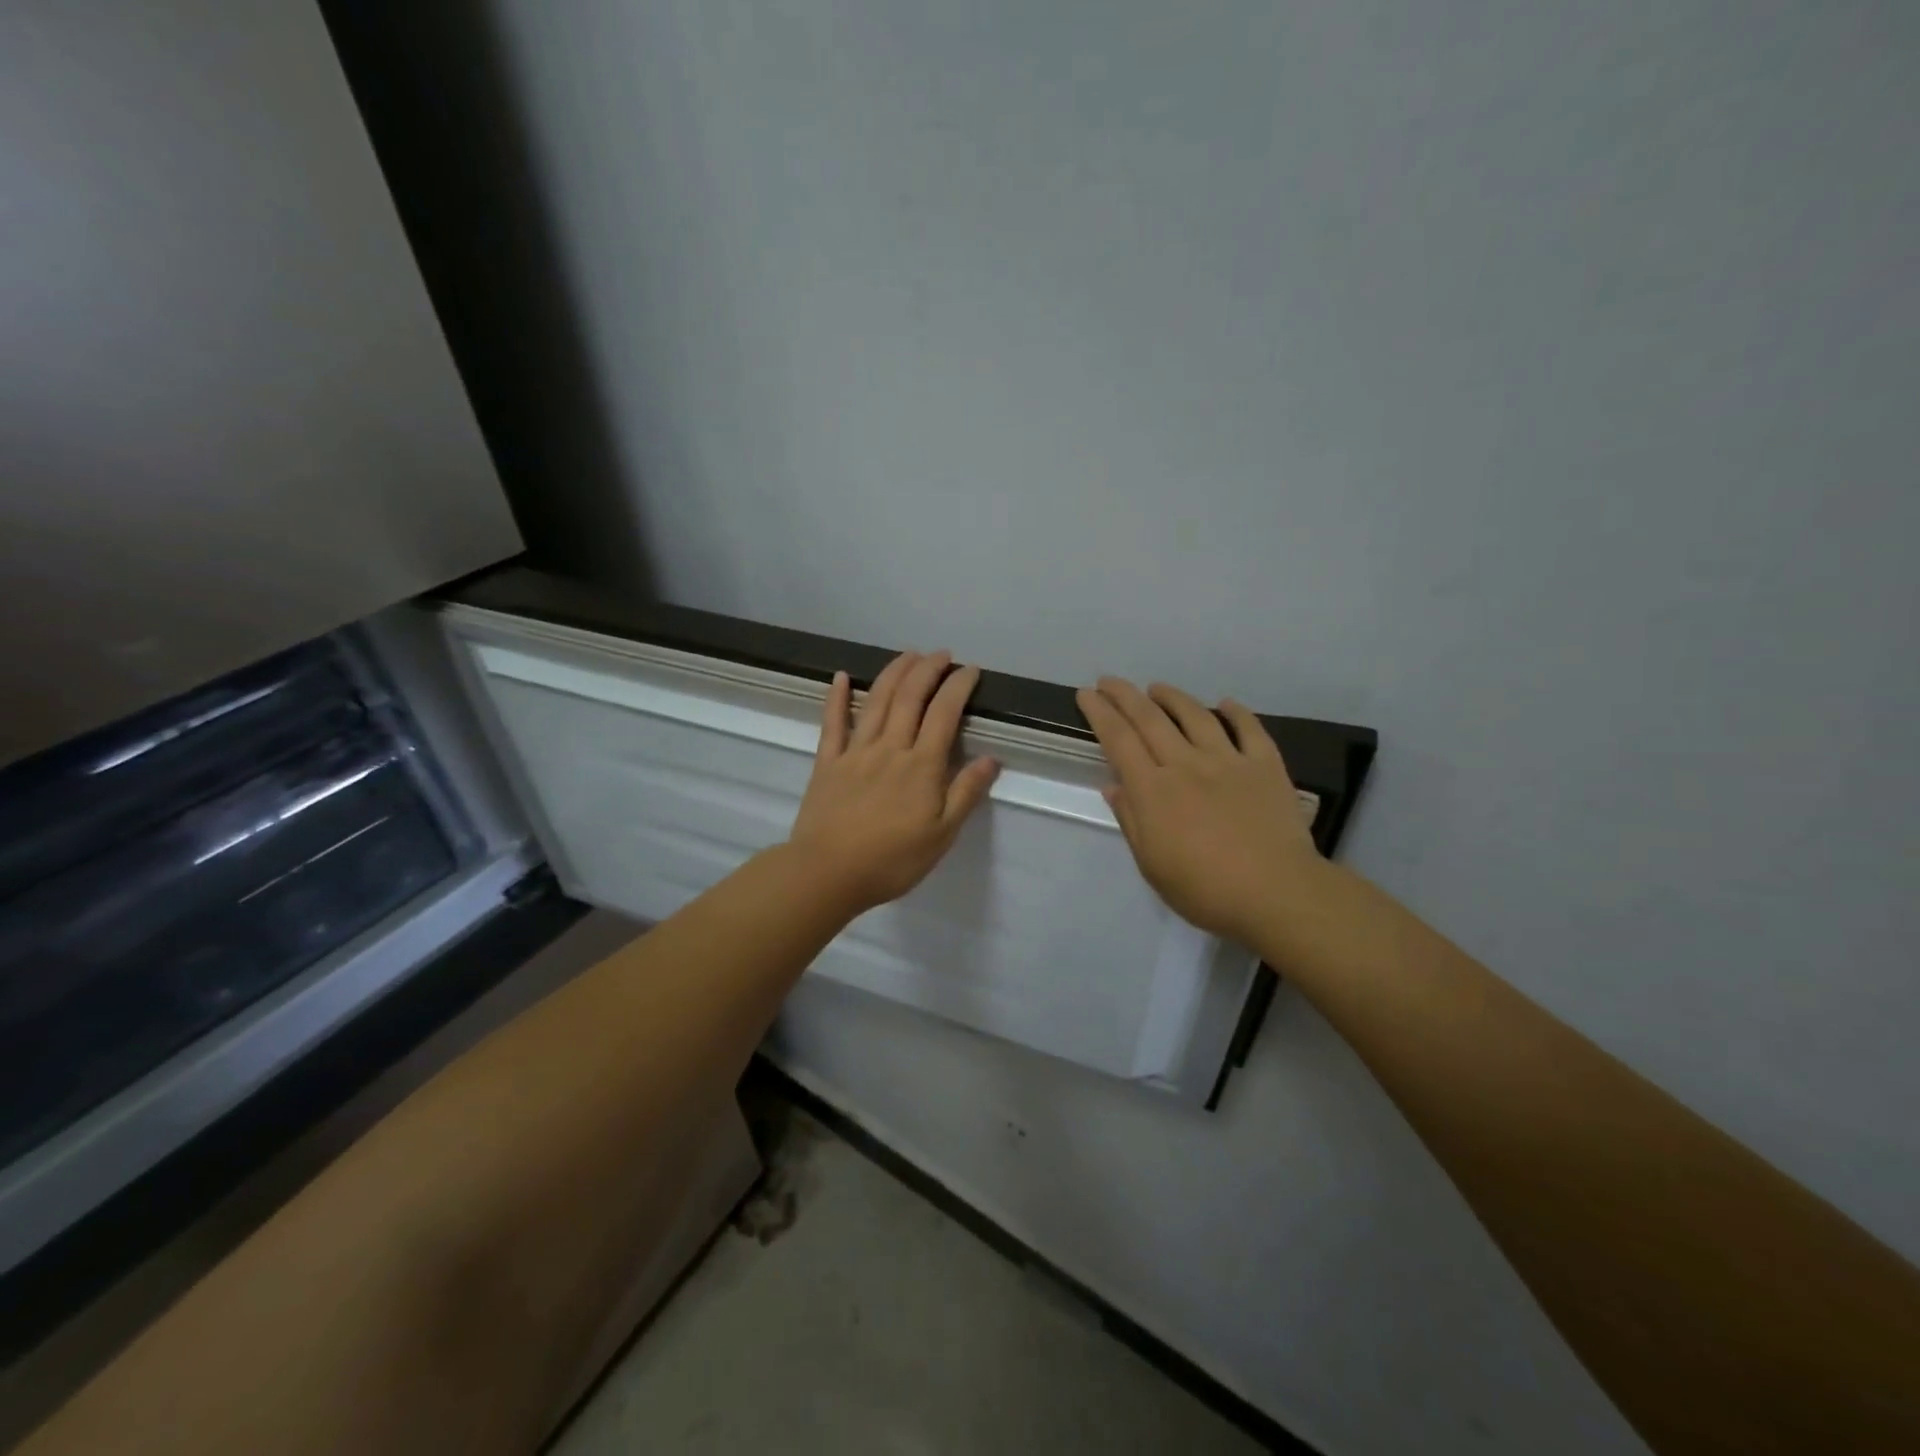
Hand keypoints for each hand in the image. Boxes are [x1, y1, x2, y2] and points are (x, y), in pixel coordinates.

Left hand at [788, 650, 1000, 914]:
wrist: (828, 874)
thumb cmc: (891, 860)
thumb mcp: (942, 835)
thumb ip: (966, 793)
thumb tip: (991, 759)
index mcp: (921, 766)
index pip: (944, 714)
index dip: (958, 686)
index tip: (970, 670)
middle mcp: (889, 748)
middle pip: (909, 697)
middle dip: (928, 669)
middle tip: (942, 655)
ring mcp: (855, 752)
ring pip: (875, 701)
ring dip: (894, 673)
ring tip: (909, 655)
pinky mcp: (827, 762)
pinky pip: (832, 723)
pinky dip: (836, 696)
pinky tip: (840, 676)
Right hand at [1076, 678, 1321, 945]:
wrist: (1276, 892)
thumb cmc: (1204, 889)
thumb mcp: (1151, 865)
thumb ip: (1131, 820)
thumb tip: (1113, 785)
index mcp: (1154, 790)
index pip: (1119, 741)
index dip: (1100, 714)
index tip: (1086, 694)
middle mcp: (1186, 764)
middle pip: (1150, 720)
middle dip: (1125, 696)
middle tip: (1109, 681)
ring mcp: (1228, 761)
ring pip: (1195, 716)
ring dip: (1172, 697)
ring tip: (1157, 688)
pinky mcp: (1265, 766)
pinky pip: (1249, 729)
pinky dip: (1236, 712)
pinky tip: (1225, 703)